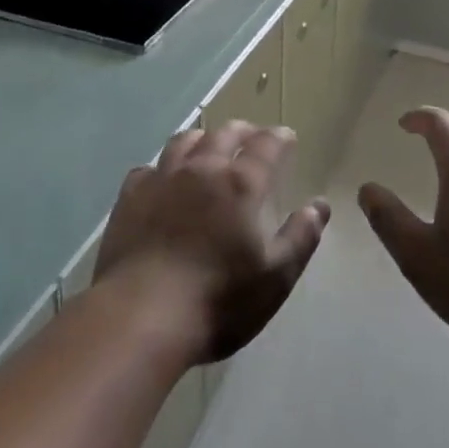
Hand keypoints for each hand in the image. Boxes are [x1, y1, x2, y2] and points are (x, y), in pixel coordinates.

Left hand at [94, 121, 329, 363]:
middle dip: (242, 131)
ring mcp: (162, 179)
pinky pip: (148, 168)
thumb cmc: (218, 301)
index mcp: (240, 184)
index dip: (279, 138)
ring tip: (208, 146)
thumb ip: (300, 237)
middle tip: (251, 136)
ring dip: (203, 139)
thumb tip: (319, 206)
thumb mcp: (275, 278)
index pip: (266, 146)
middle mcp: (202, 169)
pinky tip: (163, 180)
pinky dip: (163, 168)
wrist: (141, 316)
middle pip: (224, 134)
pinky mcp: (129, 197)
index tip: (286, 136)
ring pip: (184, 141)